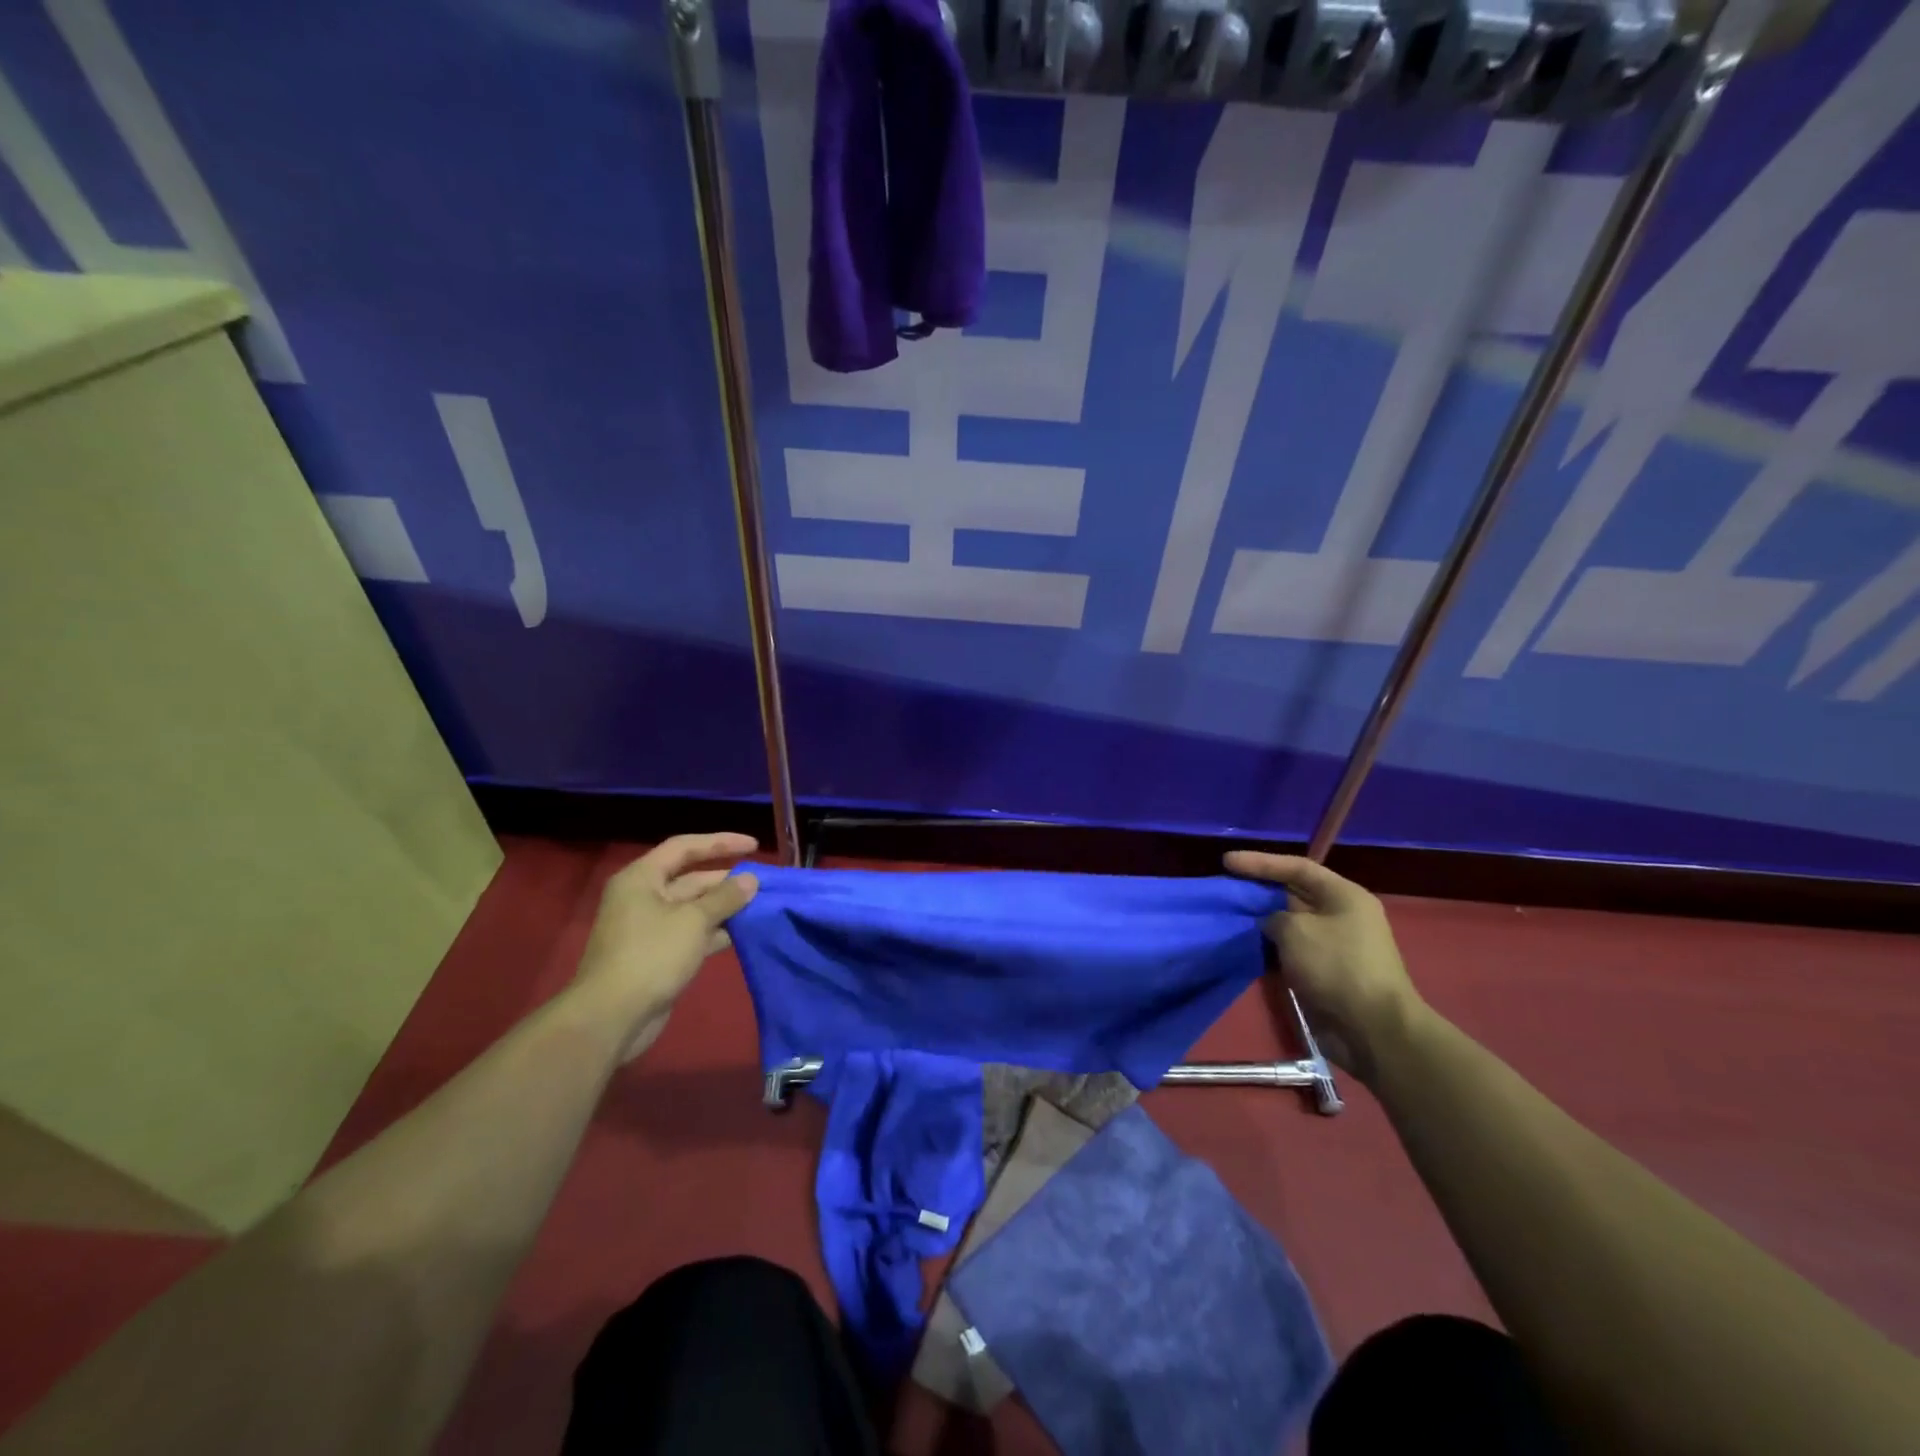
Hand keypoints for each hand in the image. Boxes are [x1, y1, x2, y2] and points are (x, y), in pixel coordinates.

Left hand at [573, 833, 759, 1060]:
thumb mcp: (694, 921)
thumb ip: (725, 897)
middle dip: (726, 880)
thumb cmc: (651, 956)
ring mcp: (649, 927)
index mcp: (642, 878)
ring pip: (693, 908)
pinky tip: (742, 934)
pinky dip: (715, 931)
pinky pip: (691, 933)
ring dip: (724, 907)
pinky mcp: (657, 954)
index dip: (721, 843)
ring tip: (760, 906)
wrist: (612, 1017)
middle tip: (762, 883)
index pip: (684, 847)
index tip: (754, 846)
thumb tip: (751, 880)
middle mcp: (643, 897)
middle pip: (690, 878)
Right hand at [1223, 852, 1424, 1083]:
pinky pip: (1292, 950)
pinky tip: (1246, 947)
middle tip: (1226, 888)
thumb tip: (1269, 923)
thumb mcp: (1296, 930)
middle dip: (1260, 890)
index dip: (1260, 862)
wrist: (1372, 1029)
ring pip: (1290, 924)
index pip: (1297, 867)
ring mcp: (1334, 946)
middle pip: (1294, 893)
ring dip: (1261, 922)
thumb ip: (1273, 917)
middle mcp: (1341, 916)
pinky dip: (1270, 947)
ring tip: (1229, 917)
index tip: (1226, 861)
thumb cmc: (1336, 966)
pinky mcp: (1325, 973)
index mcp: (1344, 896)